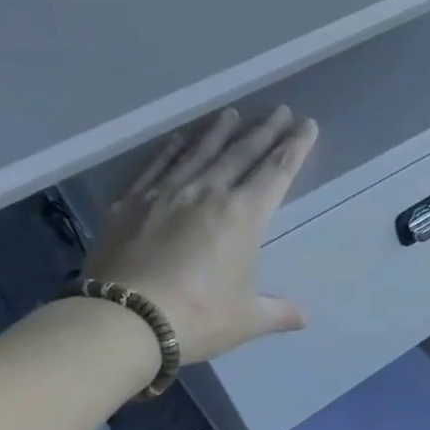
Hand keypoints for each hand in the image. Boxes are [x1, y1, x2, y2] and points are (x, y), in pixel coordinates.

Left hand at [82, 106, 317, 362]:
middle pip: (242, 153)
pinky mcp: (132, 203)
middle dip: (265, 131)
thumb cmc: (199, 317)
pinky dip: (172, 151)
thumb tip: (304, 316)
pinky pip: (158, 167)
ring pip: (200, 152)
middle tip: (280, 110)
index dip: (295, 147)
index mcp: (245, 217)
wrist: (124, 320)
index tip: (306, 125)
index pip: (277, 172)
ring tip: (232, 113)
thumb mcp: (248, 319)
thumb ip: (279, 312)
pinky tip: (181, 139)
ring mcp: (167, 194)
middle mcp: (209, 193)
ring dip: (219, 131)